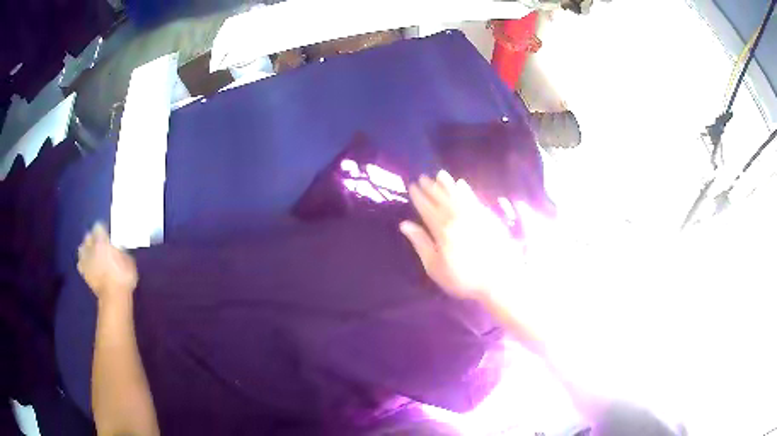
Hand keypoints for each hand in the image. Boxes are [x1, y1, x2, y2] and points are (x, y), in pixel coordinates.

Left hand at [77, 222, 137, 300]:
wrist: (114, 297)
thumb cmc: (123, 277)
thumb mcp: (128, 260)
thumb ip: (120, 251)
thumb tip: (119, 248)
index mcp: (102, 240)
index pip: (98, 226)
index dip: (103, 229)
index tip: (108, 234)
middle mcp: (91, 247)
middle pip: (88, 236)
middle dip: (93, 239)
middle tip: (100, 244)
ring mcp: (85, 260)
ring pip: (81, 248)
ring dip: (86, 250)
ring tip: (92, 255)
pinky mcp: (83, 273)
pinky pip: (80, 264)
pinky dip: (83, 263)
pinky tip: (89, 266)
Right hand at [400, 170, 521, 300]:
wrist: (499, 279)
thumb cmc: (463, 278)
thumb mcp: (435, 267)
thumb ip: (421, 243)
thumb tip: (405, 224)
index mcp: (442, 229)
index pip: (427, 208)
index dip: (419, 196)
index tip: (412, 185)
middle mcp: (457, 217)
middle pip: (441, 198)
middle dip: (431, 187)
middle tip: (423, 177)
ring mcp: (474, 215)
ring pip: (458, 194)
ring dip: (448, 184)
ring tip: (440, 174)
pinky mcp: (488, 216)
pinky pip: (474, 198)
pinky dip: (466, 190)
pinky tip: (462, 184)